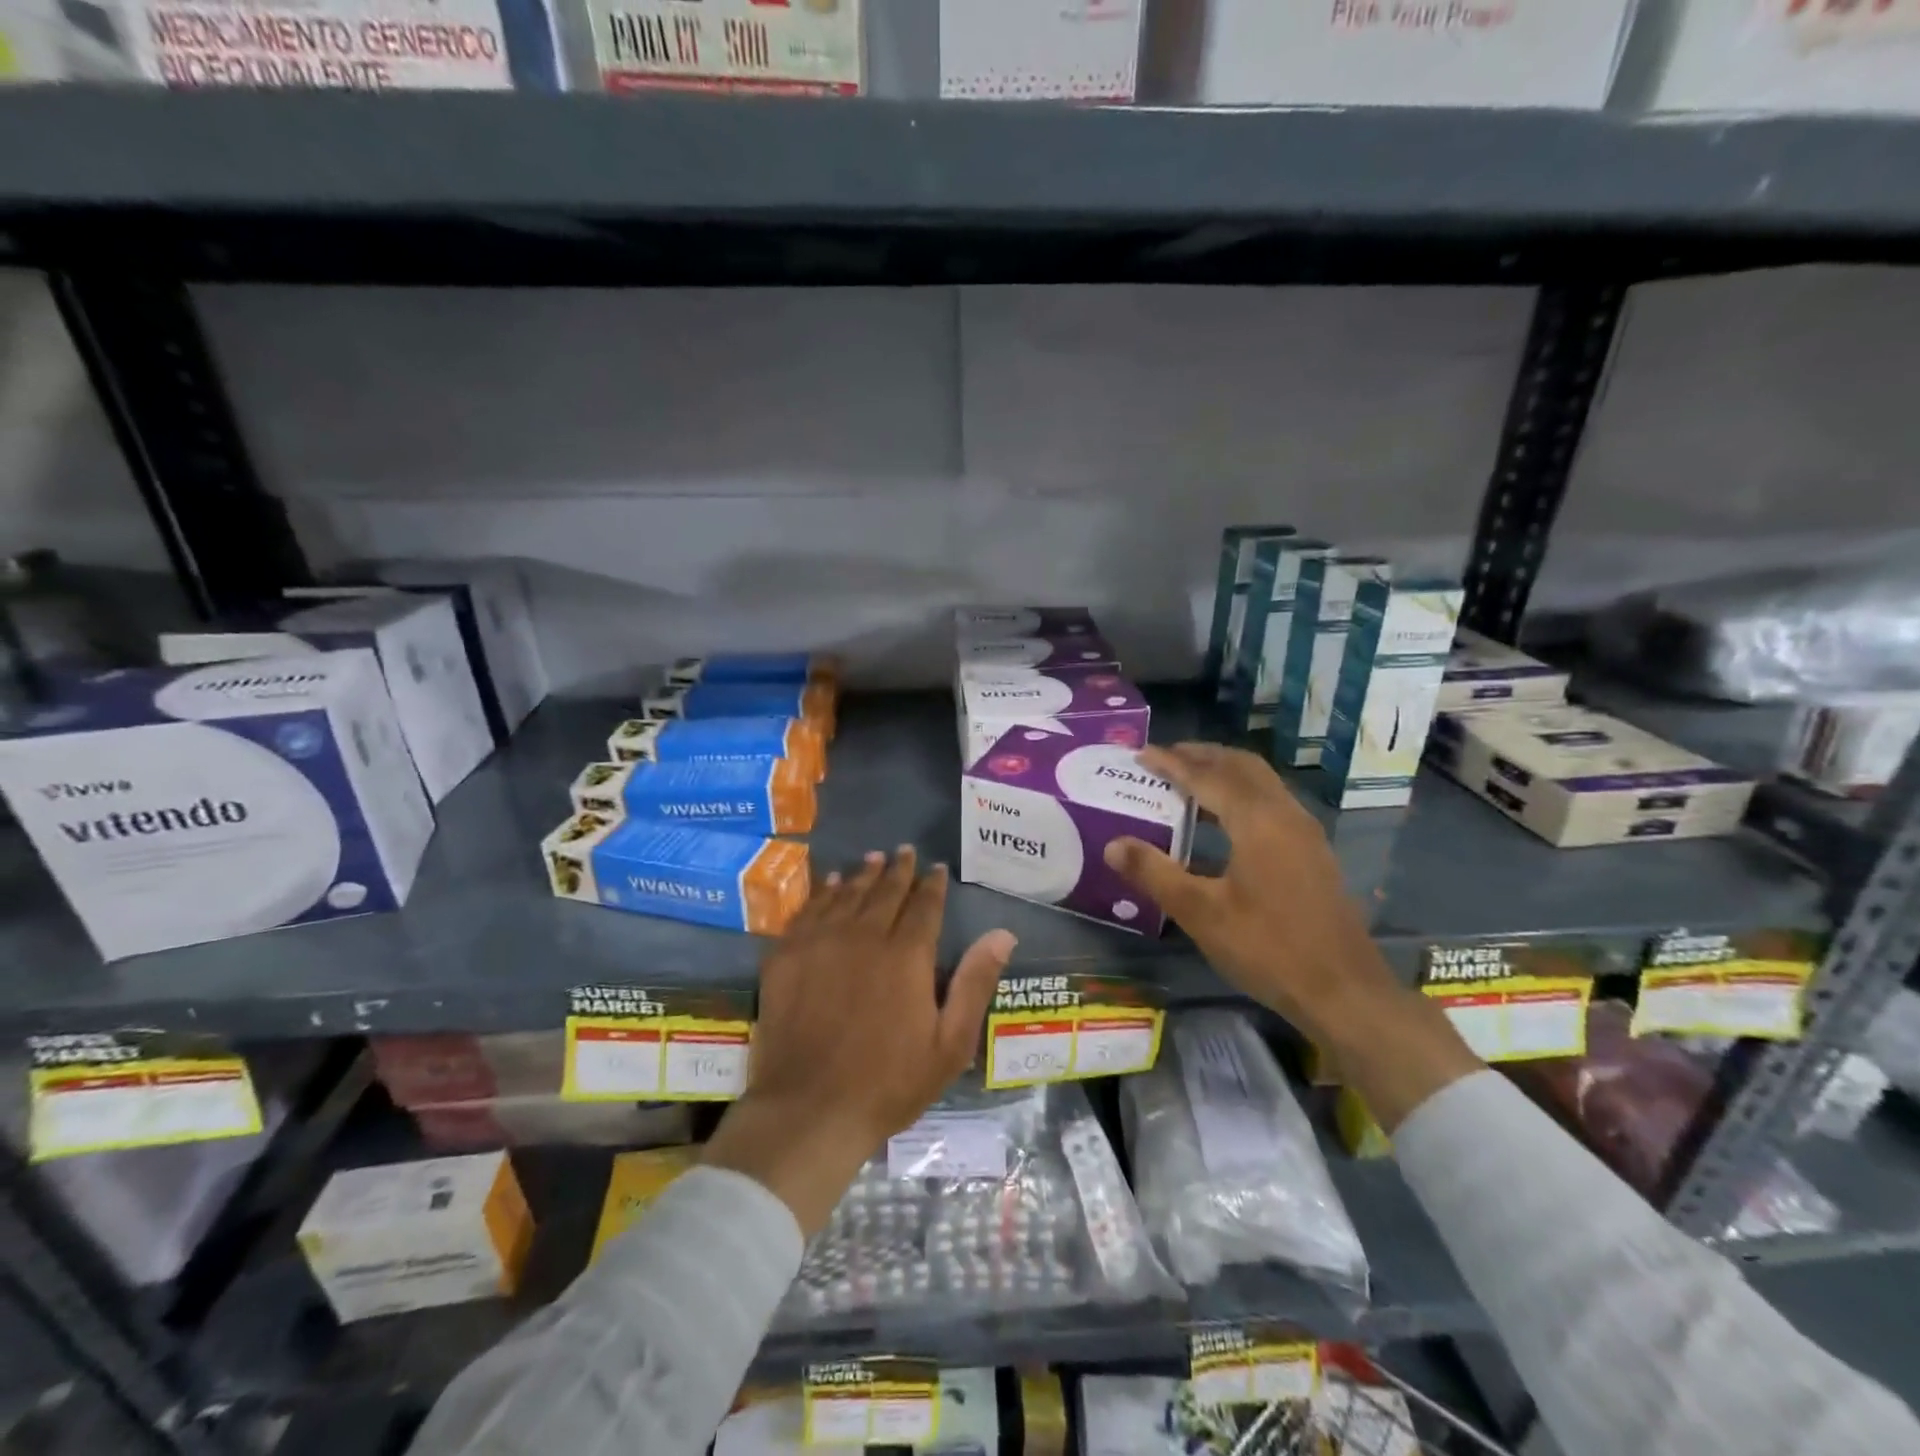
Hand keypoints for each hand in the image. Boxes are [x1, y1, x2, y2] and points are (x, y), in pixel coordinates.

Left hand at [703, 847, 1017, 1233]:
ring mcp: (821, 942)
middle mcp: (864, 935)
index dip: (932, 884)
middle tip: (904, 852)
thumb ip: (975, 983)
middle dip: (898, 870)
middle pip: (885, 892)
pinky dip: (824, 893)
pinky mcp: (787, 955)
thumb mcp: (949, 1044)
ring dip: (863, 875)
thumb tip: (1003, 934)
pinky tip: (830, 885)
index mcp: (906, 955)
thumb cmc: (888, 1083)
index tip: (936, 868)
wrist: (809, 1110)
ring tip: (872, 859)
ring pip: (847, 894)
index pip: (924, 905)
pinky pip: (809, 910)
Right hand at [1103, 744, 1479, 1130]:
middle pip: (1242, 766)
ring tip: (1190, 778)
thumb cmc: (1268, 948)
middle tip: (1166, 756)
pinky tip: (1226, 818)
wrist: (1344, 991)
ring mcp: (1305, 832)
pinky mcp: (1313, 852)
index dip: (1171, 763)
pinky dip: (1242, 792)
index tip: (1141, 754)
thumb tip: (1112, 845)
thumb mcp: (1200, 913)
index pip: (1206, 776)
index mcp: (1257, 821)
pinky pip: (1272, 801)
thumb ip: (1154, 873)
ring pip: (1262, 782)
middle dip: (1202, 755)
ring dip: (1225, 771)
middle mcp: (1285, 814)